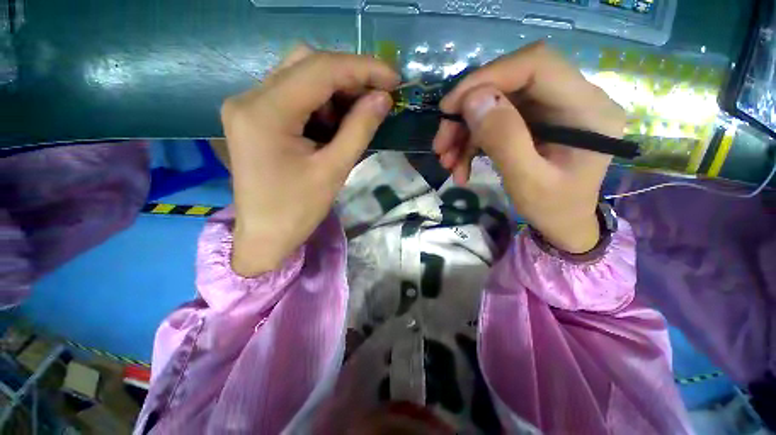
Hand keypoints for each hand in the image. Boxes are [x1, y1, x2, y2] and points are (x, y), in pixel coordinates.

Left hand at [221, 45, 398, 275]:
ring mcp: (248, 105)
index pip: (319, 69)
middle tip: (376, 98)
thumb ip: (360, 129)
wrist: (264, 235)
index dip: (362, 68)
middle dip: (348, 77)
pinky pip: (292, 94)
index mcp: (265, 113)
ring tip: (354, 118)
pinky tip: (332, 125)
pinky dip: (319, 103)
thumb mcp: (334, 170)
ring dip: (334, 91)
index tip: (393, 78)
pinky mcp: (253, 117)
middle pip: (306, 63)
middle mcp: (249, 98)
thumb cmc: (298, 210)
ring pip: (299, 75)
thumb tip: (383, 98)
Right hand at [432, 42, 625, 252]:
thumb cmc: (553, 209)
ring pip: (496, 102)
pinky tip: (459, 165)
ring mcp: (551, 108)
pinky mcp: (534, 120)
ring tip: (446, 161)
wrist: (563, 223)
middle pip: (509, 82)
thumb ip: (504, 140)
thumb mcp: (527, 183)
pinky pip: (494, 120)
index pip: (536, 65)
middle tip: (441, 144)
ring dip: (464, 131)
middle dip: (467, 112)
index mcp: (586, 109)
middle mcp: (573, 97)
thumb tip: (474, 100)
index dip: (488, 77)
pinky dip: (470, 142)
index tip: (450, 107)